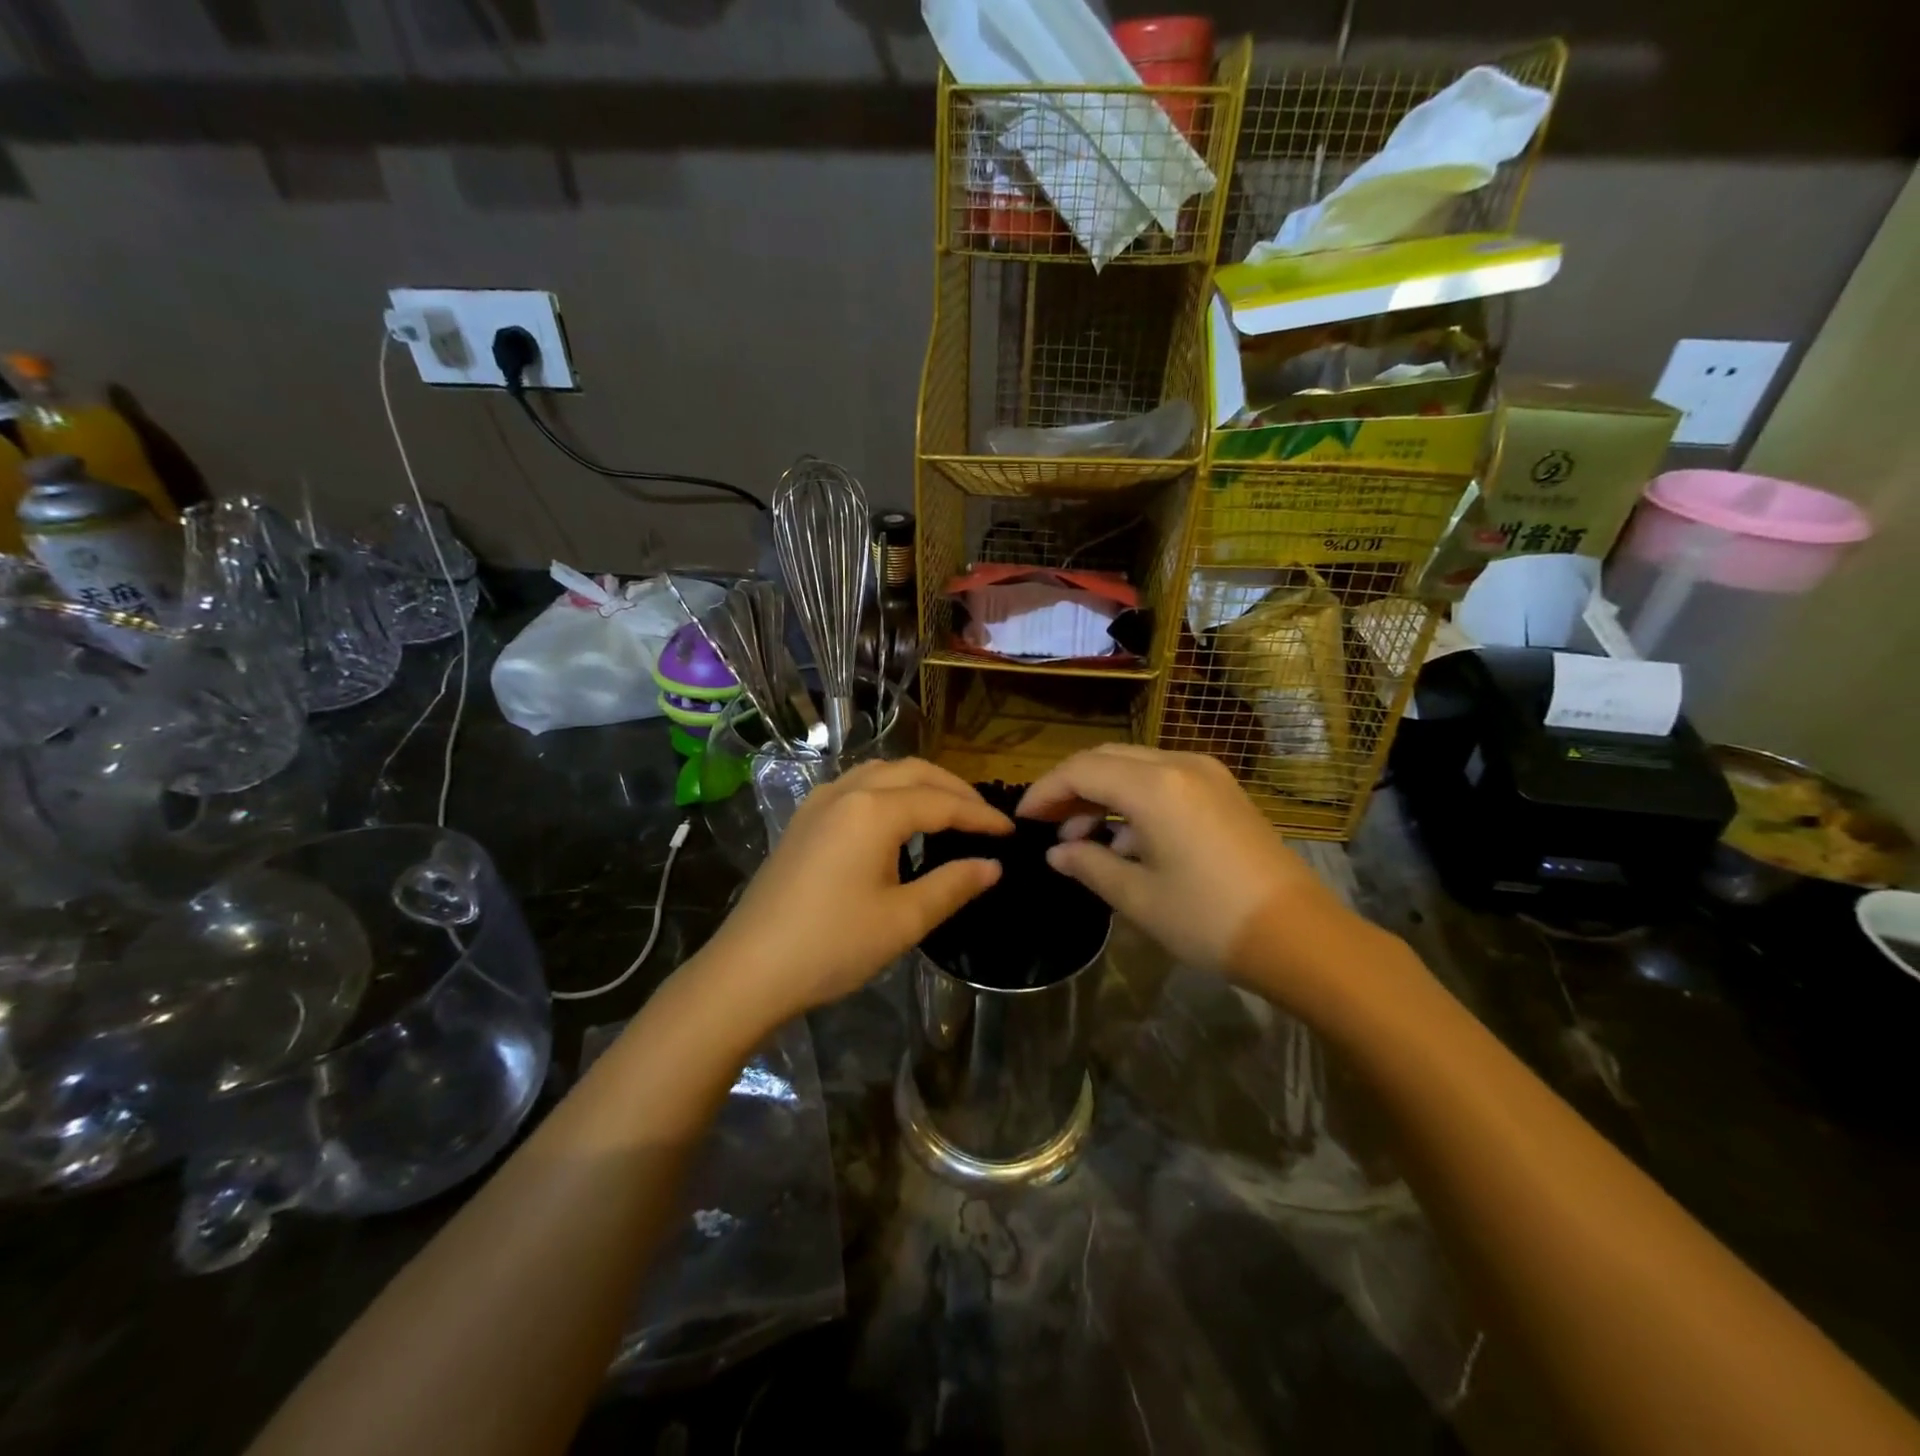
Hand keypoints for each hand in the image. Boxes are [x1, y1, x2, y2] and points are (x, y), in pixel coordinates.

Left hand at [703, 758, 1009, 1022]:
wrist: (748, 971)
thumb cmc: (832, 946)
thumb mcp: (903, 920)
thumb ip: (952, 885)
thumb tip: (991, 866)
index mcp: (874, 811)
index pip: (941, 802)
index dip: (979, 816)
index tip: (1010, 832)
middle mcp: (846, 792)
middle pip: (912, 772)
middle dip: (953, 788)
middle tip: (983, 816)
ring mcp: (818, 803)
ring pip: (880, 772)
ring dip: (919, 783)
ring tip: (946, 811)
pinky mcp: (802, 821)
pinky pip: (855, 786)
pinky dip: (888, 790)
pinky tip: (894, 819)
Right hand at [1017, 745, 1344, 979]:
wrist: (1300, 937)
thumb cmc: (1209, 918)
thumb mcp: (1138, 897)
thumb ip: (1089, 864)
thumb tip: (1057, 853)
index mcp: (1154, 785)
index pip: (1081, 770)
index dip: (1045, 791)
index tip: (1023, 818)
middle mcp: (1180, 765)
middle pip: (1106, 758)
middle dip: (1071, 788)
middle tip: (1048, 824)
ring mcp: (1207, 775)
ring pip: (1135, 766)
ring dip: (1102, 793)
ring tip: (1083, 839)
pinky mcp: (1224, 793)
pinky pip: (1164, 780)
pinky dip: (1133, 799)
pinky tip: (1126, 839)